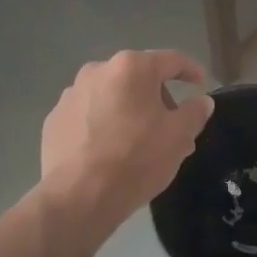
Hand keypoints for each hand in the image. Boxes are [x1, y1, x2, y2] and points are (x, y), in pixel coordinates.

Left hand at [38, 49, 214, 235]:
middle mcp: (98, 70)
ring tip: (140, 143)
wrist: (78, 196)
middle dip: (158, 98)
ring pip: (112, 96)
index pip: (171, 60)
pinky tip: (109, 151)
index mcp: (131, 68)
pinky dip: (103, 125)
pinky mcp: (54, 119)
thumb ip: (194, 113)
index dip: (191, 70)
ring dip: (129, 111)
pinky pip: (89, 115)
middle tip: (172, 127)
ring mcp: (71, 94)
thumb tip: (202, 101)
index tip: (202, 84)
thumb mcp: (178, 137)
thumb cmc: (136, 159)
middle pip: (138, 77)